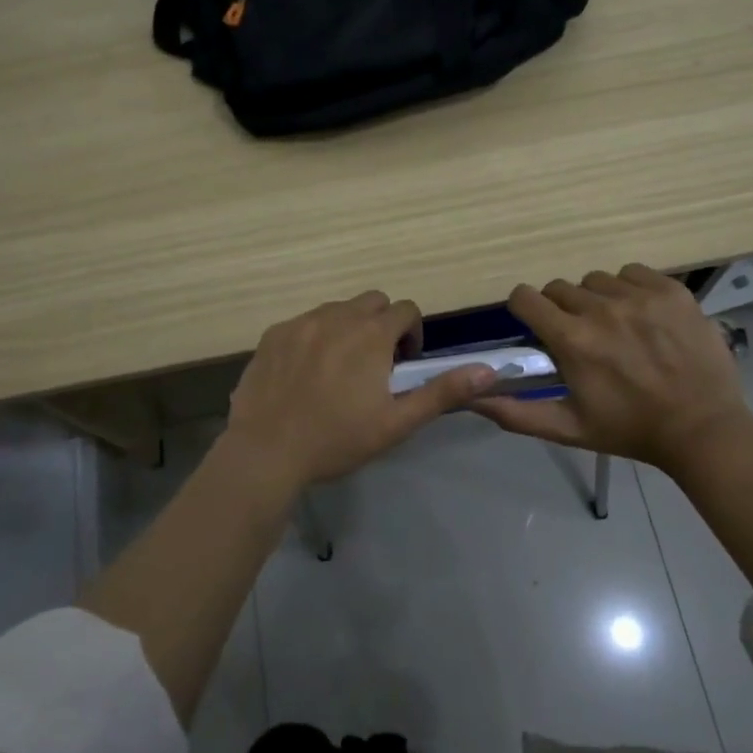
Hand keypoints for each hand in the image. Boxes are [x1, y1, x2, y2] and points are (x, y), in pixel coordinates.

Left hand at [222, 291, 496, 490]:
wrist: (266, 451)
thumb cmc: (337, 440)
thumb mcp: (396, 423)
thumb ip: (442, 392)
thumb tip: (487, 371)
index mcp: (371, 335)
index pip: (405, 309)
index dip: (412, 333)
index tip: (403, 365)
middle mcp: (337, 317)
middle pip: (372, 301)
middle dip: (382, 324)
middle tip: (375, 364)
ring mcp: (301, 323)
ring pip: (336, 309)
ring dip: (348, 327)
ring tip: (340, 368)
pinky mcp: (273, 335)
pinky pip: (303, 322)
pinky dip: (314, 336)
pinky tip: (306, 372)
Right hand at [470, 264, 745, 471]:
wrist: (703, 429)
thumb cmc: (629, 430)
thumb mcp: (567, 429)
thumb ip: (515, 413)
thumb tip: (470, 398)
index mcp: (573, 341)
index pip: (525, 297)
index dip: (525, 309)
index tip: (537, 325)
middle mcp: (602, 310)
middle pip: (560, 288)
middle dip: (562, 309)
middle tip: (582, 336)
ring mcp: (640, 296)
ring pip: (596, 280)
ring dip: (596, 299)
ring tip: (615, 327)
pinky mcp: (671, 290)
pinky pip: (633, 272)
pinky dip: (630, 289)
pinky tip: (642, 316)